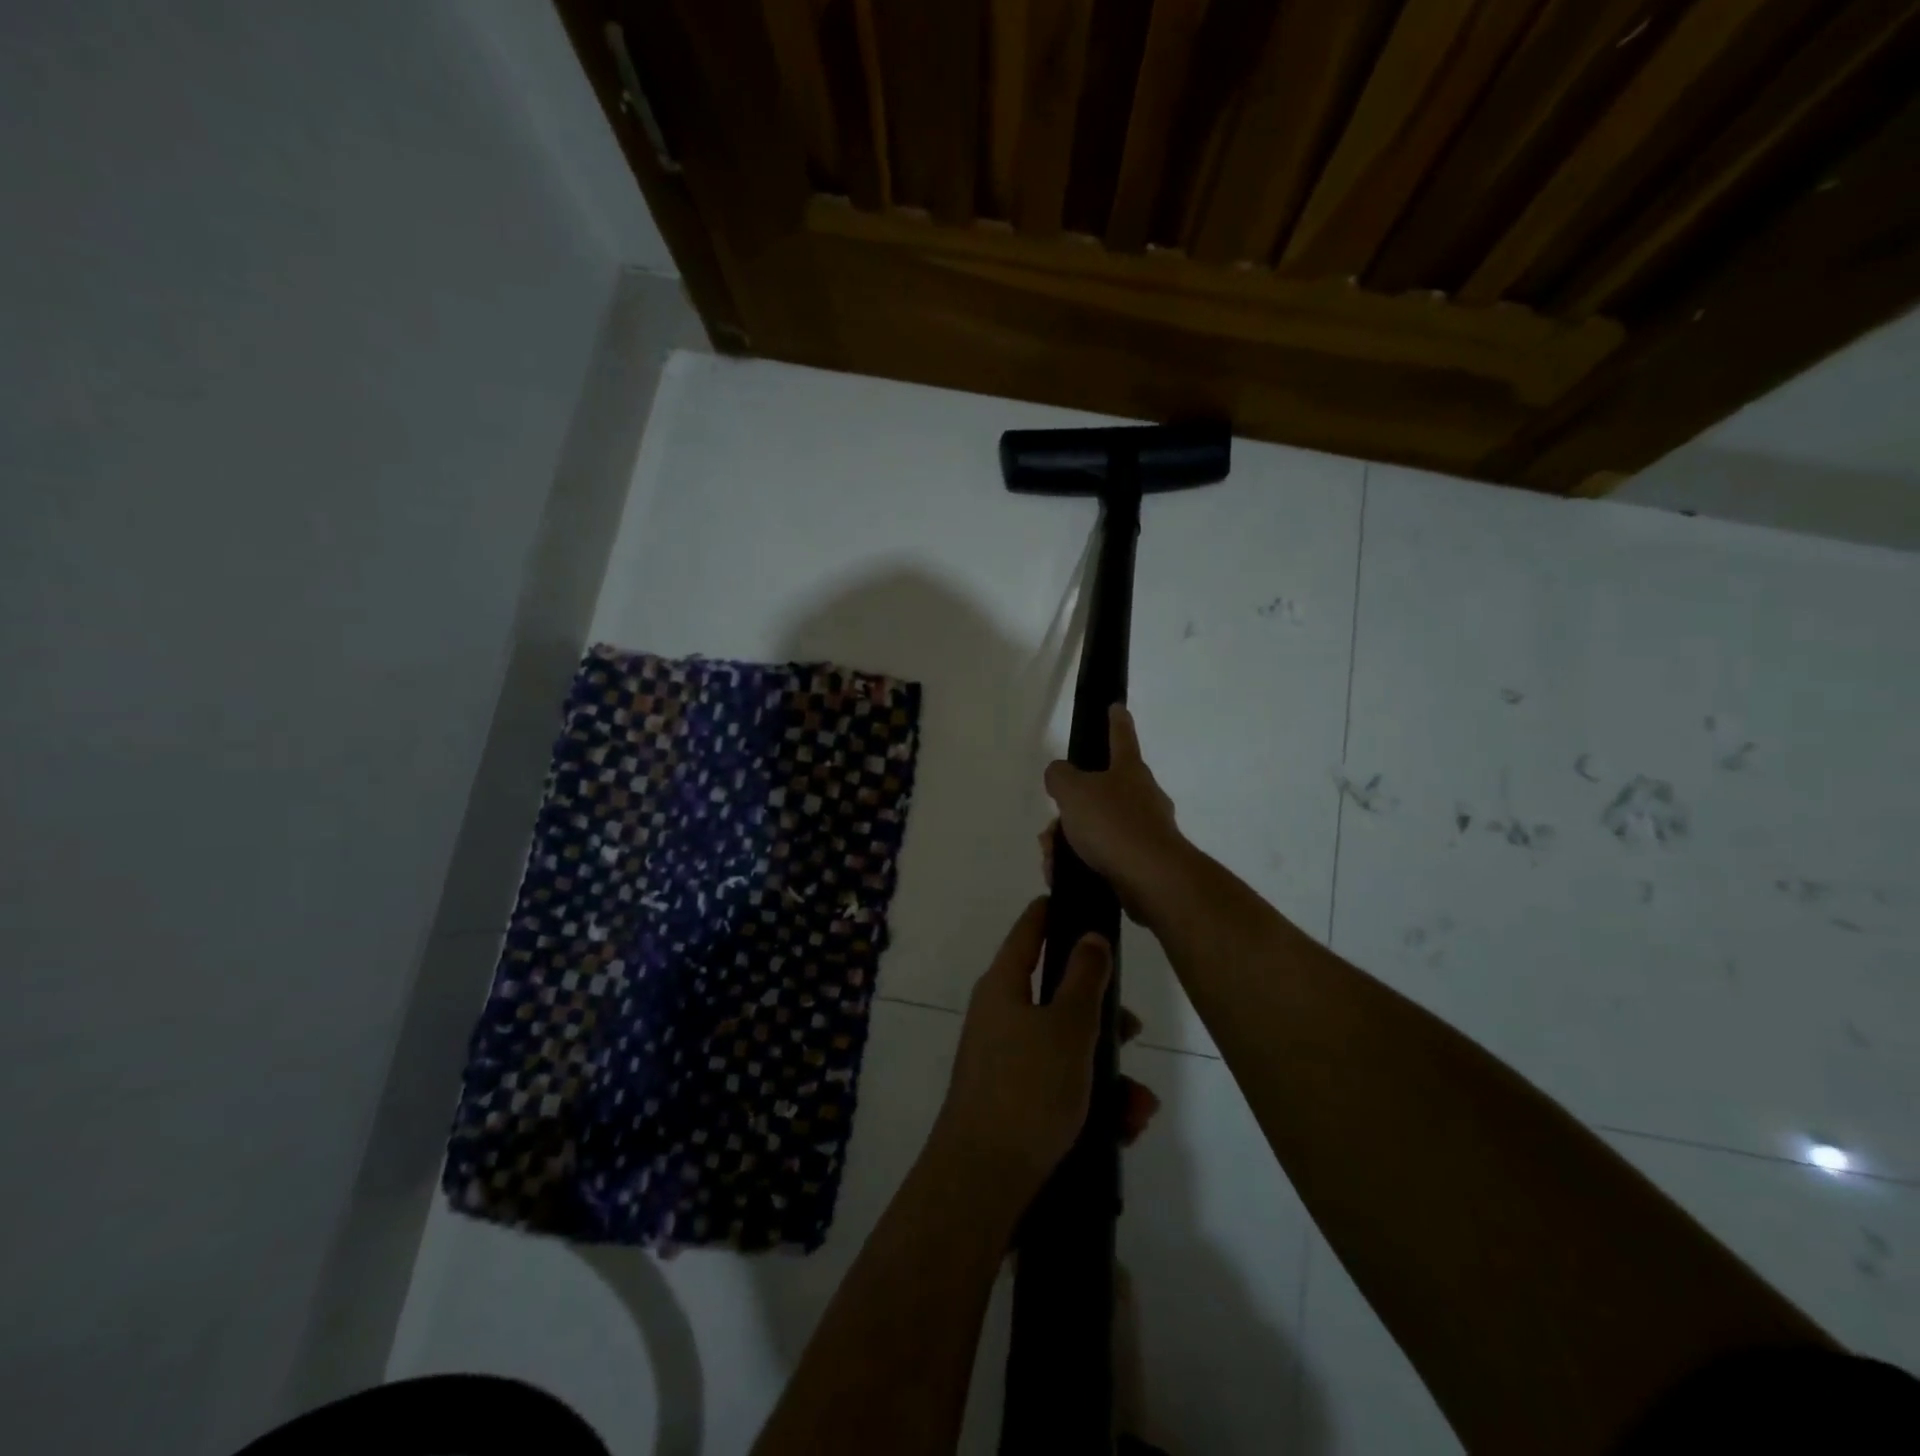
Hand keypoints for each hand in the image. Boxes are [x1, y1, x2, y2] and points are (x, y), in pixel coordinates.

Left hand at [934, 898, 1157, 1202]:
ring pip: (1066, 1048)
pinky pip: (1060, 1087)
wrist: (982, 1183)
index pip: (1029, 930)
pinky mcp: (1013, 1103)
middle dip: (1102, 1015)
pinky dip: (1091, 1102)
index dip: (1053, 911)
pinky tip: (1123, 1129)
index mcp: (1004, 986)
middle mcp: (999, 1017)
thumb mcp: (1068, 1027)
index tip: (1080, 899)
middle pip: (1057, 995)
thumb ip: (1085, 978)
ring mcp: (1003, 1062)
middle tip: (1135, 1029)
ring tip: (1139, 1107)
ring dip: (1107, 1072)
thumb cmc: (1028, 1089)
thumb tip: (1090, 935)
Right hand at [1042, 705, 1185, 922]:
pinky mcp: (1141, 864)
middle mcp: (1142, 796)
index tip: (1116, 707)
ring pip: (1096, 829)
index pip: (1121, 737)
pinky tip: (1064, 876)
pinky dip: (1080, 864)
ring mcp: (1145, 831)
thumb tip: (1059, 774)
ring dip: (1068, 842)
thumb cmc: (1113, 824)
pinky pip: (1103, 857)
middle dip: (1069, 811)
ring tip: (1053, 860)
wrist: (1151, 880)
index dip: (1115, 721)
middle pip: (1098, 793)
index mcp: (1129, 771)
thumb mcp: (1073, 791)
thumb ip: (1060, 776)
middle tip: (1051, 829)